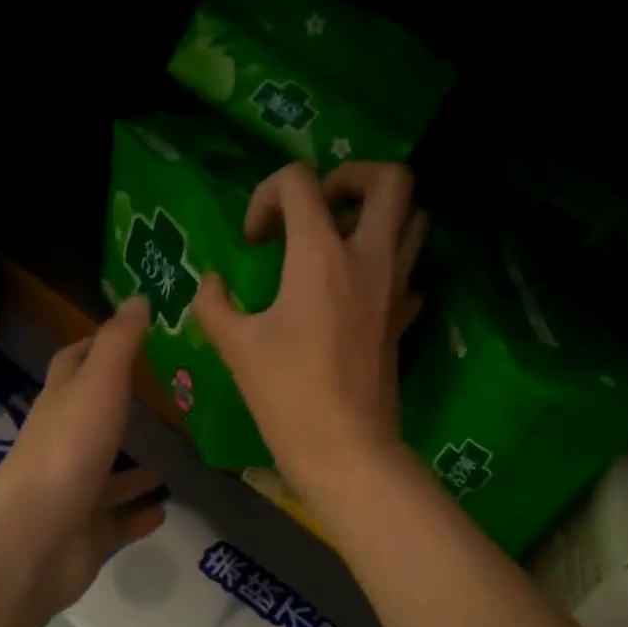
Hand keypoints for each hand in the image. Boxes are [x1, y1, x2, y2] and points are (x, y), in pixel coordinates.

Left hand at [0, 297, 166, 612]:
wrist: (36, 539)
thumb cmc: (69, 452)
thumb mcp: (99, 386)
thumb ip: (119, 344)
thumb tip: (137, 298)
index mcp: (60, 406)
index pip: (72, 365)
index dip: (93, 346)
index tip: (127, 335)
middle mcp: (63, 446)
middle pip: (91, 420)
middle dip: (121, 409)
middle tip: (167, 399)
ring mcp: (73, 493)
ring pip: (108, 475)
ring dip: (135, 469)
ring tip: (176, 459)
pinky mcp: (86, 533)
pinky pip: (118, 521)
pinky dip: (138, 514)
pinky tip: (165, 509)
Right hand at [192, 161, 426, 502]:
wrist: (346, 450)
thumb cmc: (287, 395)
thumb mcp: (234, 346)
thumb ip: (214, 303)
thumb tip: (212, 282)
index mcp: (320, 255)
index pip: (301, 181)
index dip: (267, 195)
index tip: (254, 240)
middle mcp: (369, 258)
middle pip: (391, 179)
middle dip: (352, 176)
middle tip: (319, 206)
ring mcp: (396, 287)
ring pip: (414, 218)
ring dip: (379, 214)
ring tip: (340, 240)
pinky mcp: (405, 316)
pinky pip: (410, 269)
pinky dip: (388, 263)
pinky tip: (357, 290)